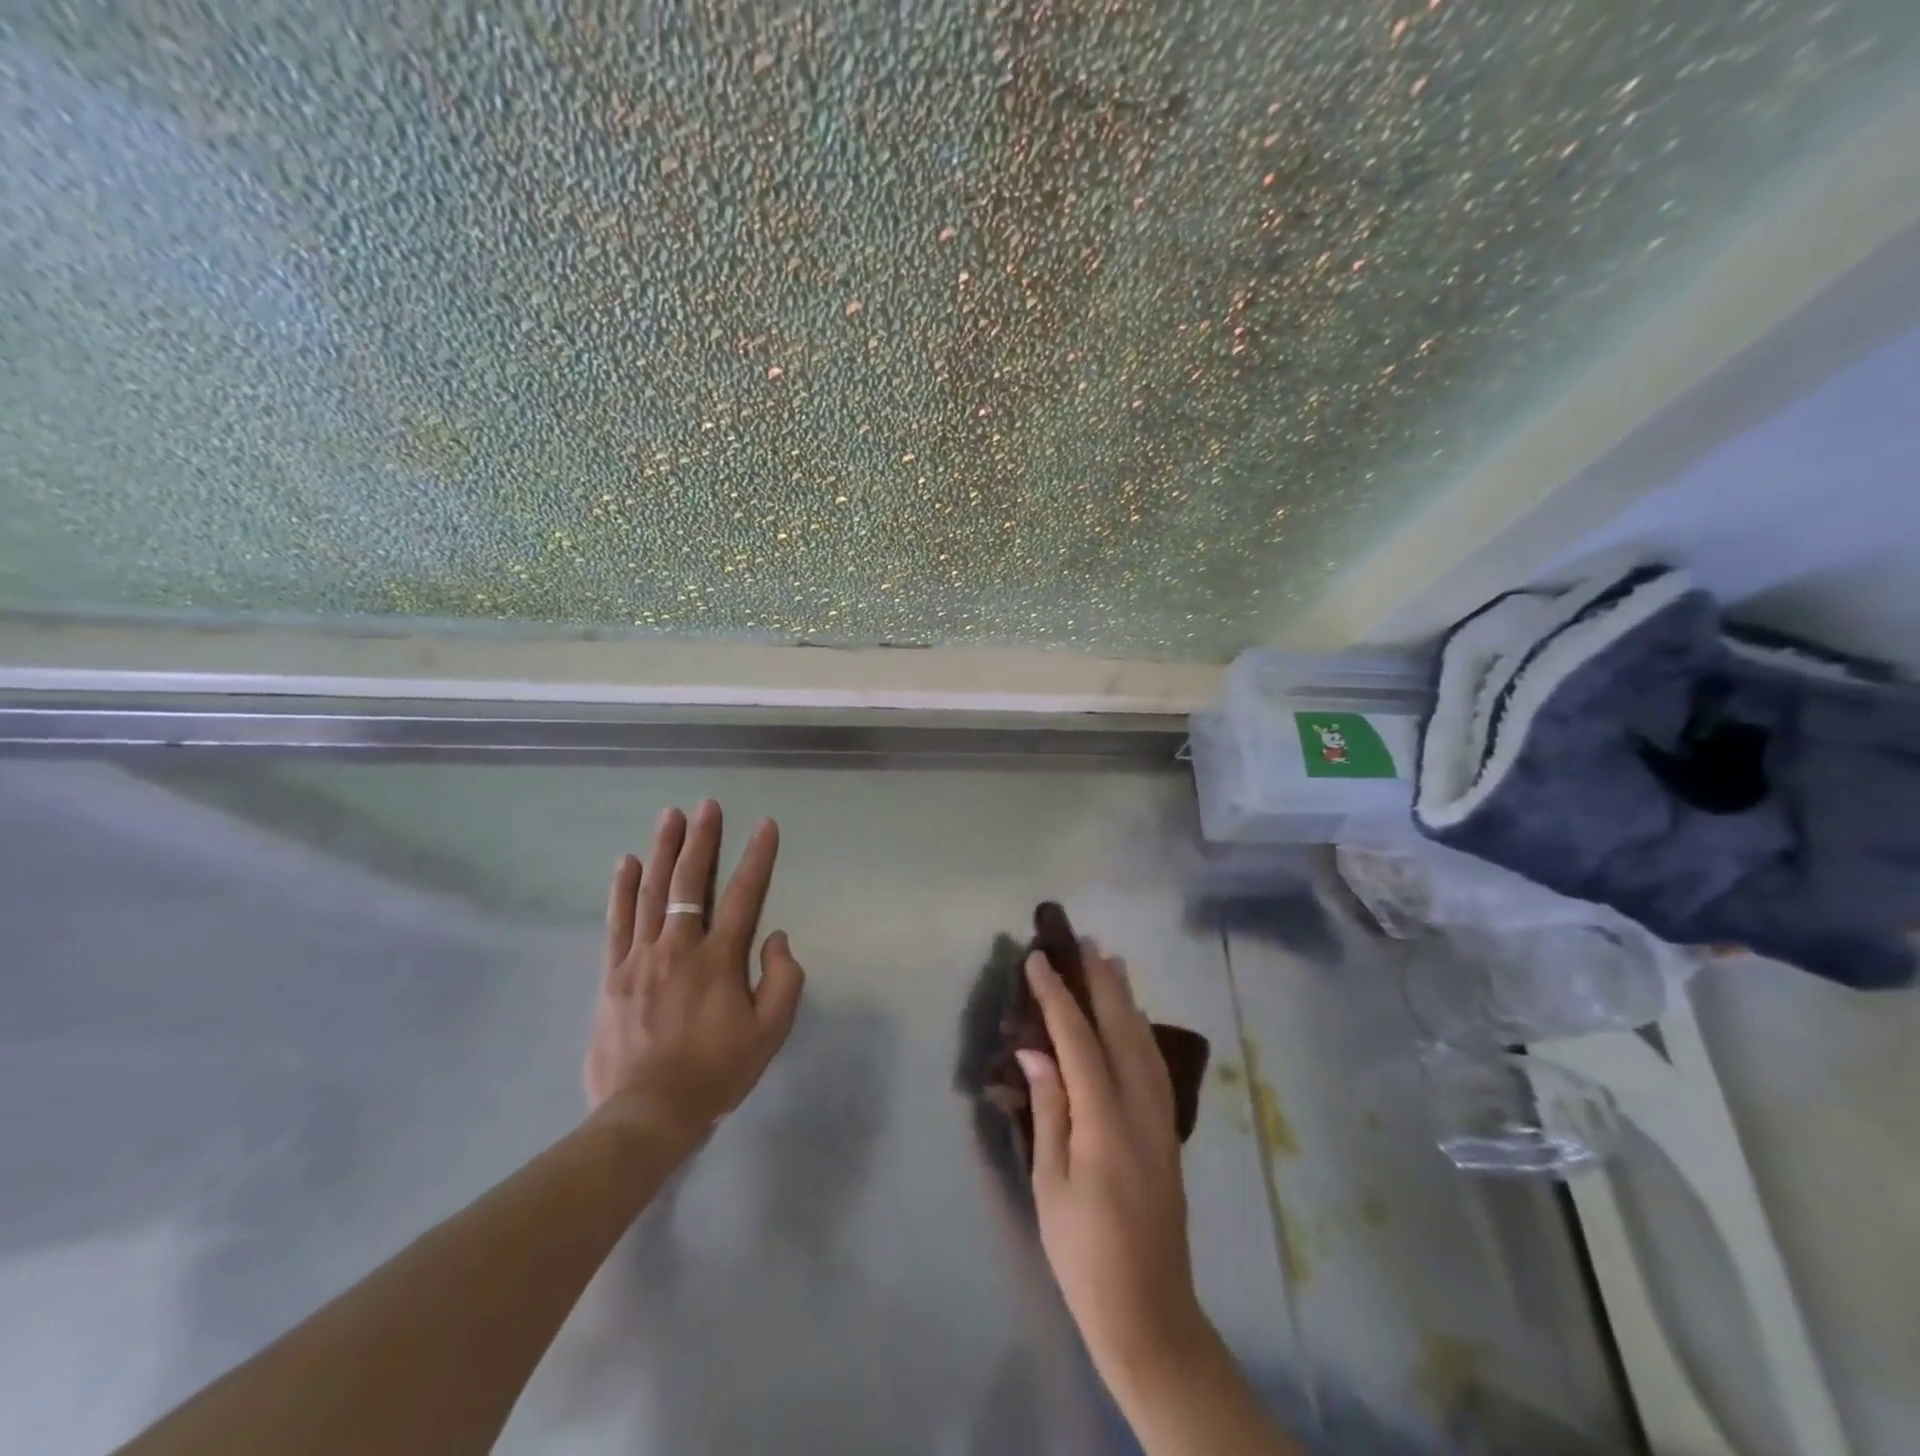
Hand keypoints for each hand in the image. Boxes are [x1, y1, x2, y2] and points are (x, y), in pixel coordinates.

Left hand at [585, 800, 805, 1146]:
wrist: (647, 1113)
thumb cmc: (715, 1072)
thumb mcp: (769, 1032)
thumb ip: (782, 979)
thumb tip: (775, 937)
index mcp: (719, 959)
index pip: (745, 895)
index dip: (757, 857)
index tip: (765, 825)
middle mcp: (679, 947)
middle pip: (690, 882)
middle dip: (701, 839)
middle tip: (706, 805)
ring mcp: (640, 958)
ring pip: (651, 892)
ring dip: (662, 850)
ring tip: (669, 816)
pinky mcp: (613, 974)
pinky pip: (617, 922)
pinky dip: (622, 889)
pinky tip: (625, 862)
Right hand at [1018, 943, 1210, 1388]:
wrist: (1149, 1310)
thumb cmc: (1084, 1252)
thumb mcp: (1051, 1183)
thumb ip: (1048, 1108)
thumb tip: (1035, 1049)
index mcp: (1105, 1119)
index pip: (1078, 1038)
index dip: (1056, 995)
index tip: (1037, 959)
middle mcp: (1141, 1106)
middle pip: (1121, 1027)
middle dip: (1100, 981)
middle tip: (1083, 942)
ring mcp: (1161, 1117)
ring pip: (1144, 1040)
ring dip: (1125, 997)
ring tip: (1111, 963)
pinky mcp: (1168, 1130)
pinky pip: (1154, 1061)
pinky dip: (1140, 1028)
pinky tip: (1132, 1019)